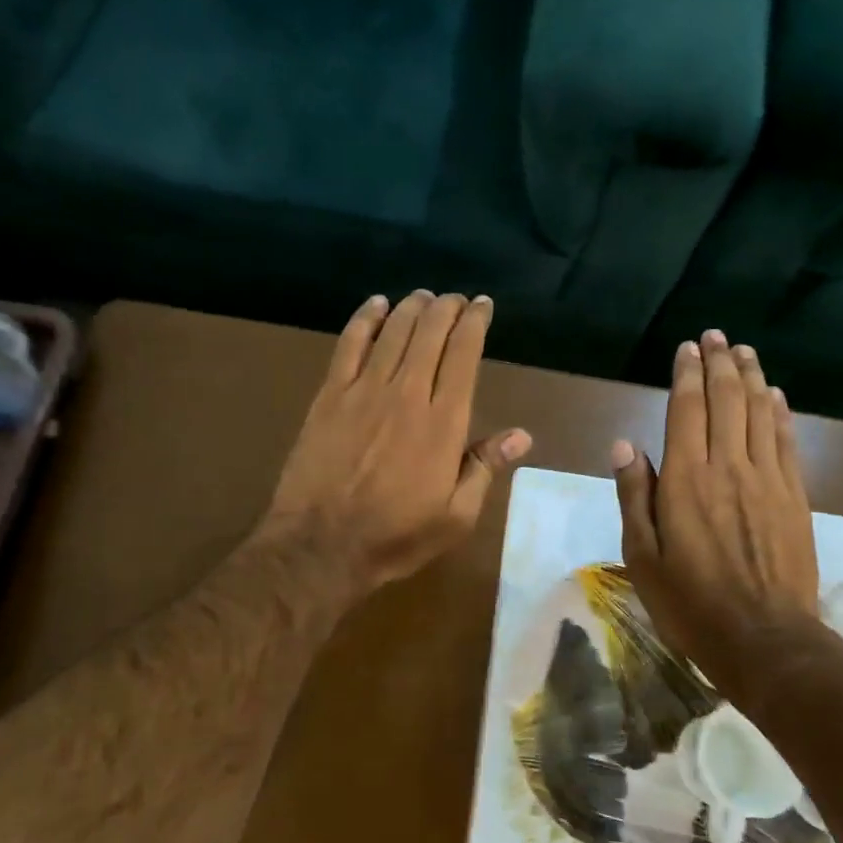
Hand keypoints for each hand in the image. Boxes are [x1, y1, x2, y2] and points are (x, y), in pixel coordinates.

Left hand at [262, 291, 531, 596]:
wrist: (320, 545)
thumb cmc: (396, 537)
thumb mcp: (455, 517)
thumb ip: (484, 469)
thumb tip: (521, 436)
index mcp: (443, 424)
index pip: (464, 356)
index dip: (475, 323)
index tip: (482, 305)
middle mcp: (406, 394)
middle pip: (430, 334)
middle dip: (446, 308)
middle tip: (455, 299)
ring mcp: (364, 391)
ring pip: (393, 332)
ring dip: (412, 308)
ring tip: (424, 297)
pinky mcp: (329, 396)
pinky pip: (349, 344)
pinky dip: (365, 319)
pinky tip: (376, 305)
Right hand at [613, 331, 819, 715]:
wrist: (764, 639)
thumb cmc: (691, 603)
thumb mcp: (643, 557)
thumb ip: (634, 496)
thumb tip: (624, 445)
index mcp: (685, 481)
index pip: (686, 411)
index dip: (687, 375)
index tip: (687, 348)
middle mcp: (728, 468)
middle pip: (727, 401)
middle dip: (720, 364)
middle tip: (715, 337)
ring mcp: (767, 480)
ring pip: (759, 413)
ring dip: (751, 377)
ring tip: (744, 351)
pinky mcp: (795, 497)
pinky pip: (786, 442)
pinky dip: (780, 413)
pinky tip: (776, 396)